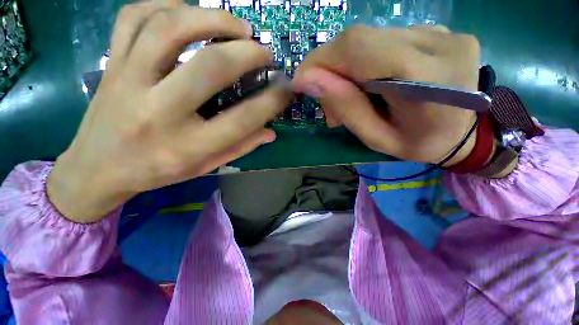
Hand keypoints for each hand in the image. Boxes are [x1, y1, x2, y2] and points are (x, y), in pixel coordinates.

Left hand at [48, 2, 291, 222]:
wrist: (98, 168)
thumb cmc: (157, 171)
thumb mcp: (205, 167)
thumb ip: (241, 147)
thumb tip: (270, 131)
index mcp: (188, 145)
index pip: (243, 119)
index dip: (272, 101)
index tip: (286, 89)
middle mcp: (159, 110)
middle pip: (211, 67)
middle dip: (248, 53)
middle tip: (264, 52)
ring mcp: (129, 80)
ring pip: (171, 28)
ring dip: (213, 18)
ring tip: (238, 26)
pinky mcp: (112, 63)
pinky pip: (135, 16)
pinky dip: (167, 5)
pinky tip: (189, 13)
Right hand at [294, 25, 480, 164]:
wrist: (464, 133)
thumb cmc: (420, 144)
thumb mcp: (377, 139)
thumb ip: (346, 108)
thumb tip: (309, 80)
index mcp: (427, 79)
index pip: (357, 47)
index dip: (321, 60)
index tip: (302, 82)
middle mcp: (437, 42)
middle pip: (360, 38)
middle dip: (330, 68)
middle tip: (327, 99)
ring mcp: (440, 31)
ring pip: (368, 38)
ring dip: (346, 67)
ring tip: (349, 97)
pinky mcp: (435, 30)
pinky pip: (383, 40)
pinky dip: (364, 61)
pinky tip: (370, 83)